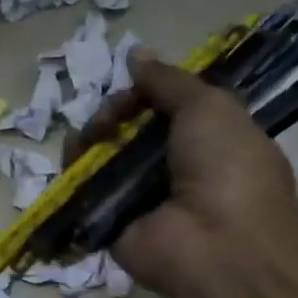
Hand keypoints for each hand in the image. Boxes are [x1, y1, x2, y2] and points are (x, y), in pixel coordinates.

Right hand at [67, 50, 297, 297]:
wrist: (219, 243)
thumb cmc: (226, 165)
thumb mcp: (208, 106)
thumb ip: (168, 80)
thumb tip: (135, 54)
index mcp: (206, 142)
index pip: (163, 109)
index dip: (144, 92)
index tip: (133, 85)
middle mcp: (173, 170)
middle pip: (128, 133)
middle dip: (111, 116)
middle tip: (107, 119)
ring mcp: (141, 201)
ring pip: (104, 161)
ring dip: (88, 142)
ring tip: (85, 137)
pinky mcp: (113, 227)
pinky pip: (87, 195)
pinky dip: (74, 175)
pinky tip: (70, 159)